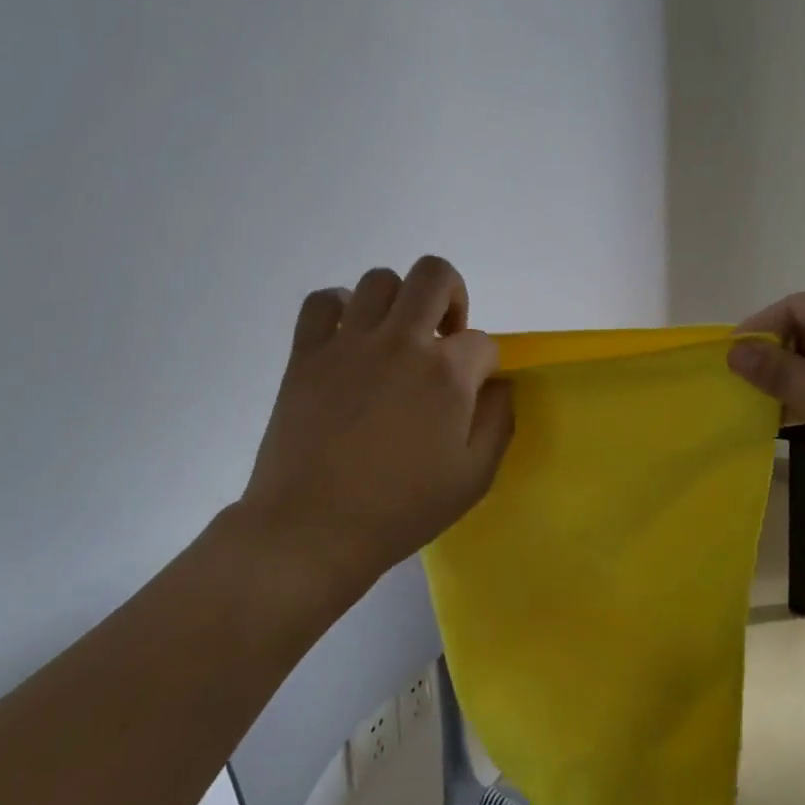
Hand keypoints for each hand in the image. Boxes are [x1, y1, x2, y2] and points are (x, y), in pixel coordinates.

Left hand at [241, 257, 514, 584]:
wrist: (313, 529)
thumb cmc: (400, 510)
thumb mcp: (474, 478)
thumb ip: (497, 422)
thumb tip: (498, 384)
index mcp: (445, 373)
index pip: (482, 342)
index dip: (484, 365)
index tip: (471, 394)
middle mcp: (400, 342)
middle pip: (434, 275)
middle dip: (453, 296)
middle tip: (445, 336)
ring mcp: (349, 343)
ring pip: (380, 279)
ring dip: (399, 301)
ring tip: (395, 338)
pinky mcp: (306, 354)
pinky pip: (322, 301)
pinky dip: (340, 308)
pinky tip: (348, 339)